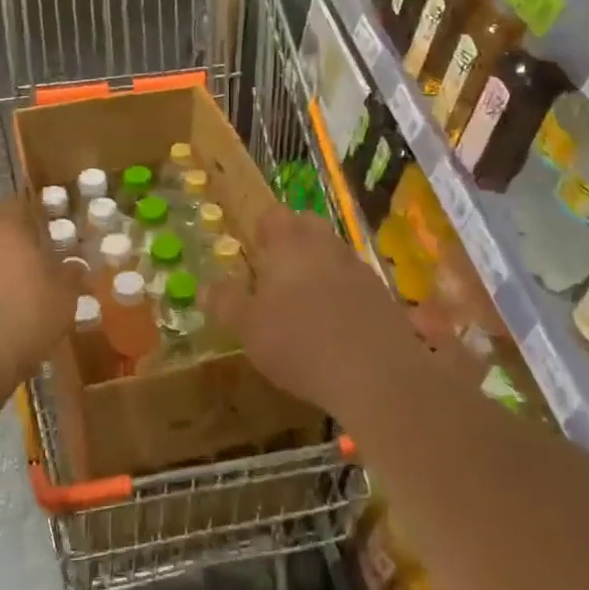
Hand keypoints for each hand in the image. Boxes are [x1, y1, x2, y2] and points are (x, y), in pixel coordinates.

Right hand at [209, 206, 416, 412]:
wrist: (376, 374)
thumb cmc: (300, 342)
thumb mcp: (248, 328)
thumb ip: (225, 303)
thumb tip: (205, 286)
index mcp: (289, 243)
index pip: (273, 215)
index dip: (261, 230)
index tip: (253, 253)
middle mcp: (325, 244)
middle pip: (307, 226)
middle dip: (292, 242)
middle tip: (276, 274)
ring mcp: (358, 268)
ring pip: (333, 253)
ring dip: (319, 268)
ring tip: (305, 303)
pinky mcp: (383, 295)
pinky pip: (355, 282)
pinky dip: (343, 294)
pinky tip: (336, 325)